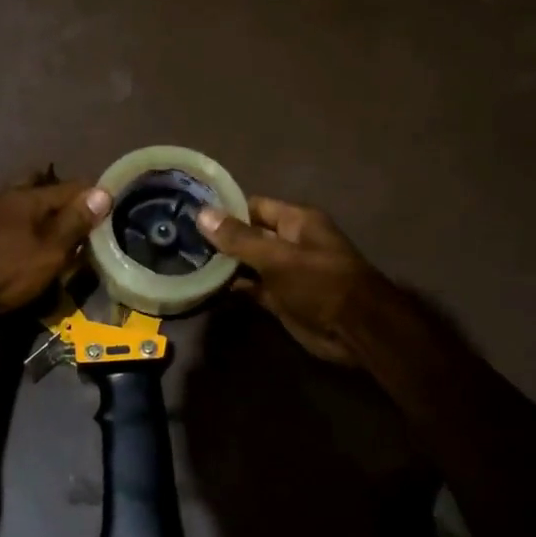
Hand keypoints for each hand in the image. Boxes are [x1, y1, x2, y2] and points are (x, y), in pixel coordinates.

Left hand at [0, 177, 110, 316]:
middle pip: (44, 187)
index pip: (71, 185)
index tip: (112, 213)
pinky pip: (17, 222)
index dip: (94, 197)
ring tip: (67, 237)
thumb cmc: (7, 271)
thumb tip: (103, 191)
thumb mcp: (50, 251)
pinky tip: (39, 247)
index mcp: (27, 195)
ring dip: (48, 215)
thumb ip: (75, 221)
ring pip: (29, 204)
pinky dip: (33, 229)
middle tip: (85, 221)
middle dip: (66, 199)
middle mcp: (9, 197)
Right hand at [195, 196, 382, 364]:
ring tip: (185, 260)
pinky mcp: (281, 299)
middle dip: (219, 237)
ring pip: (248, 262)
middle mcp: (290, 242)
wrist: (356, 330)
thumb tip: (202, 214)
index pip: (253, 206)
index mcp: (296, 221)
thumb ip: (239, 238)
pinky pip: (252, 288)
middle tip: (179, 238)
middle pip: (248, 234)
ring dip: (223, 264)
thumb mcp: (277, 257)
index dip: (225, 209)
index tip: (190, 212)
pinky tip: (205, 287)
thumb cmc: (320, 282)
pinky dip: (232, 288)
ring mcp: (285, 272)